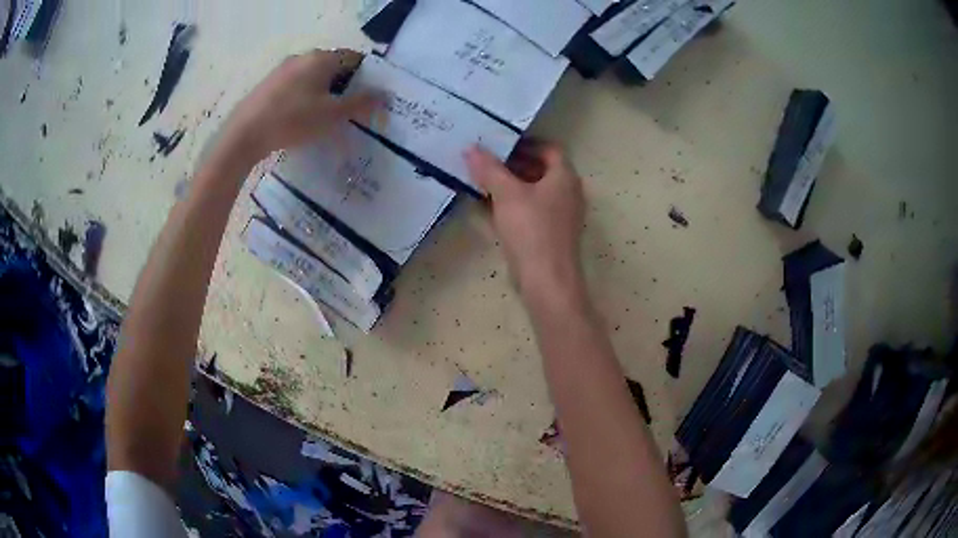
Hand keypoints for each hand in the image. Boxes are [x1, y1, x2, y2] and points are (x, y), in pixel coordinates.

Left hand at [221, 49, 374, 161]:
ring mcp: (282, 70)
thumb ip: (361, 103)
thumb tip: (384, 95)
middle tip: (351, 111)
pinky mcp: (268, 85)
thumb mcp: (332, 115)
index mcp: (321, 58)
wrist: (244, 135)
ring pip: (313, 78)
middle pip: (333, 67)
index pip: (354, 58)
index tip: (369, 98)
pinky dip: (305, 98)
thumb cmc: (293, 120)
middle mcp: (302, 57)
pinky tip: (301, 119)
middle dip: (345, 86)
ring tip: (326, 118)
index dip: (367, 76)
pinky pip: (295, 86)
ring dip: (324, 93)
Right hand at [465, 140, 585, 297]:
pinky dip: (515, 205)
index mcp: (565, 177)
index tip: (500, 144)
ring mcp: (562, 216)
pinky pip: (533, 211)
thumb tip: (471, 148)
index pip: (550, 149)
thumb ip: (489, 169)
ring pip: (536, 192)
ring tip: (484, 182)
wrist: (547, 281)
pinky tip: (491, 209)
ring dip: (512, 185)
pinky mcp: (551, 235)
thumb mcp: (507, 194)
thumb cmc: (531, 230)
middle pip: (542, 170)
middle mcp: (568, 193)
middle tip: (487, 162)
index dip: (525, 143)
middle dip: (514, 164)